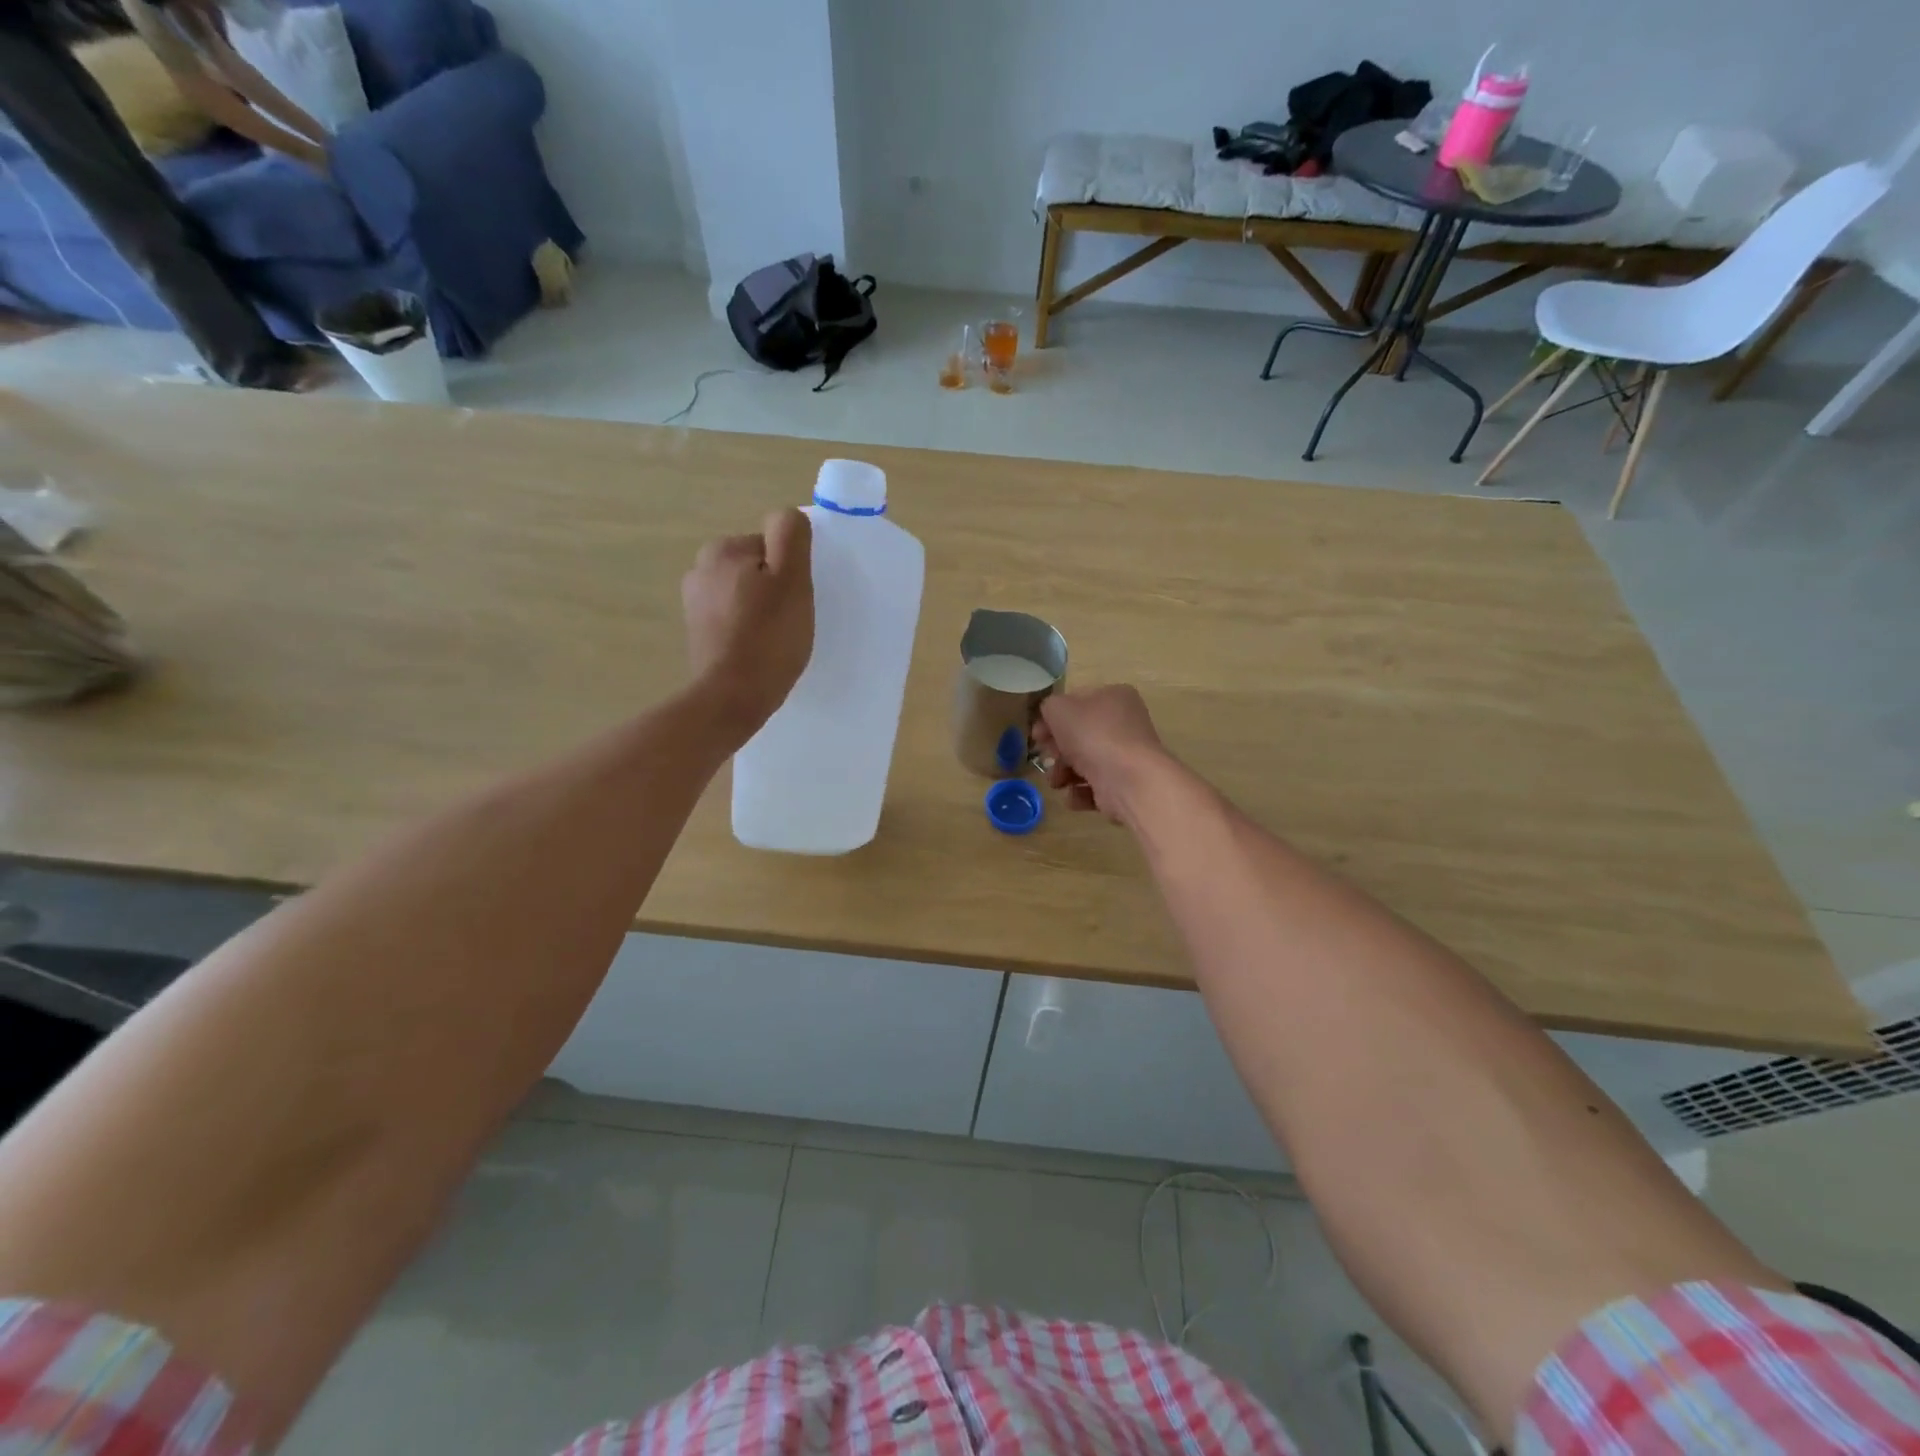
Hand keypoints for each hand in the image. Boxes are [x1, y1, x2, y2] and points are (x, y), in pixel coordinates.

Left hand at [682, 509, 813, 740]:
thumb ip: (790, 536)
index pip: (772, 547)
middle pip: (757, 569)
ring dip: (761, 611)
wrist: (732, 697)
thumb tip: (786, 517)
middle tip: (789, 621)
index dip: (791, 573)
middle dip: (774, 589)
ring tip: (774, 640)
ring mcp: (694, 604)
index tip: (795, 600)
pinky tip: (758, 651)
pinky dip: (747, 630)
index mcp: (722, 550)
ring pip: (745, 595)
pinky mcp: (697, 633)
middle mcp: (700, 570)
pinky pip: (733, 620)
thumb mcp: (792, 579)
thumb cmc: (768, 637)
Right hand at [1034, 685, 1169, 825]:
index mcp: (1115, 697)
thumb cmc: (1093, 735)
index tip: (1037, 735)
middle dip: (1057, 750)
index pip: (1077, 703)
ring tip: (1057, 782)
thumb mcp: (1059, 709)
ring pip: (1084, 763)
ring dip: (1063, 773)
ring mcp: (1126, 757)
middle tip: (1047, 758)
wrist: (1128, 780)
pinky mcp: (1125, 785)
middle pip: (1079, 736)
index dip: (1052, 719)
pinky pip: (1095, 787)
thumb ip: (1049, 707)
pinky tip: (1074, 795)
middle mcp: (1125, 725)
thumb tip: (1050, 720)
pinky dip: (1080, 792)